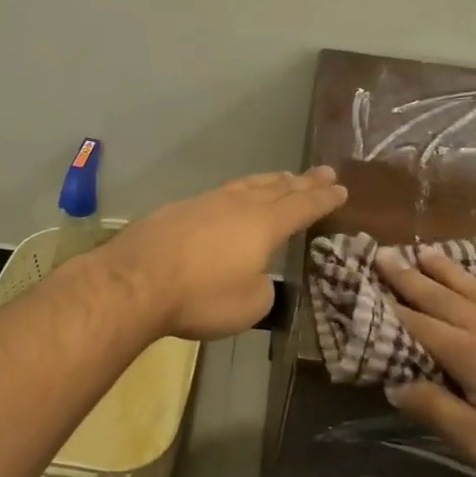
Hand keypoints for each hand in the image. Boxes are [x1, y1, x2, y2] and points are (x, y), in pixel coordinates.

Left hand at [102, 168, 348, 340]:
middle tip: (323, 171)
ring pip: (245, 186)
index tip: (341, 188)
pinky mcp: (176, 210)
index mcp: (263, 225)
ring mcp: (203, 203)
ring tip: (283, 177)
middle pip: (277, 188)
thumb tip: (256, 275)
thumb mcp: (250, 305)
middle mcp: (237, 205)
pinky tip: (231, 199)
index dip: (323, 199)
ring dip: (269, 181)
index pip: (302, 206)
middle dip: (302, 181)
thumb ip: (263, 287)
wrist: (134, 282)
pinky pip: (218, 195)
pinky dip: (236, 193)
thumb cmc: (201, 297)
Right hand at [375, 246, 475, 476]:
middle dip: (411, 277)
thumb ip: (438, 411)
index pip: (419, 325)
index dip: (390, 306)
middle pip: (443, 298)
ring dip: (449, 271)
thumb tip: (396, 385)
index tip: (366, 282)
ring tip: (427, 252)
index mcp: (471, 354)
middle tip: (385, 254)